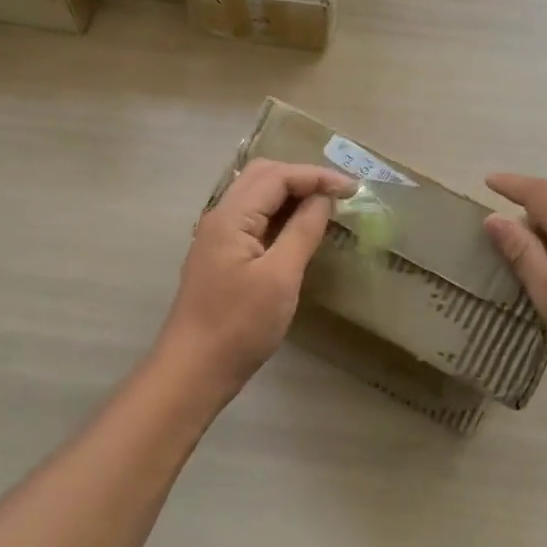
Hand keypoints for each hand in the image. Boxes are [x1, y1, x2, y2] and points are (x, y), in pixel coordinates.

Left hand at [155, 159, 354, 401]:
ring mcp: (217, 238)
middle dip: (302, 178)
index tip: (353, 188)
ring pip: (256, 197)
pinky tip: (299, 230)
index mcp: (230, 216)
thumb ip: (302, 231)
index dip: (316, 176)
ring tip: (326, 207)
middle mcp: (220, 217)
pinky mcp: (221, 257)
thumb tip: (323, 198)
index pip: (276, 176)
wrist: (193, 370)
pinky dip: (279, 216)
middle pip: (262, 177)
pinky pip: (253, 220)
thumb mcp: (279, 277)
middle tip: (338, 194)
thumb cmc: (239, 325)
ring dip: (290, 194)